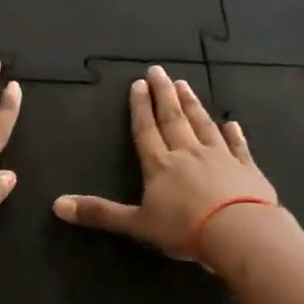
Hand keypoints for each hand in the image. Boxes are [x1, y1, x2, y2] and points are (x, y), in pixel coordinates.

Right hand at [53, 65, 275, 261]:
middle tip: (159, 71)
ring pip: (202, 125)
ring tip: (186, 85)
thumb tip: (56, 206)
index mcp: (159, 165)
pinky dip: (233, 134)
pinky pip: (238, 147)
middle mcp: (188, 154)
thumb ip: (99, 213)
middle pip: (173, 119)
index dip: (140, 107)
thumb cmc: (184, 229)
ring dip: (193, 105)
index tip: (138, 84)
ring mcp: (220, 158)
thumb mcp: (135, 224)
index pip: (146, 130)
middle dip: (164, 94)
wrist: (240, 232)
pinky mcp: (246, 169)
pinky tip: (231, 123)